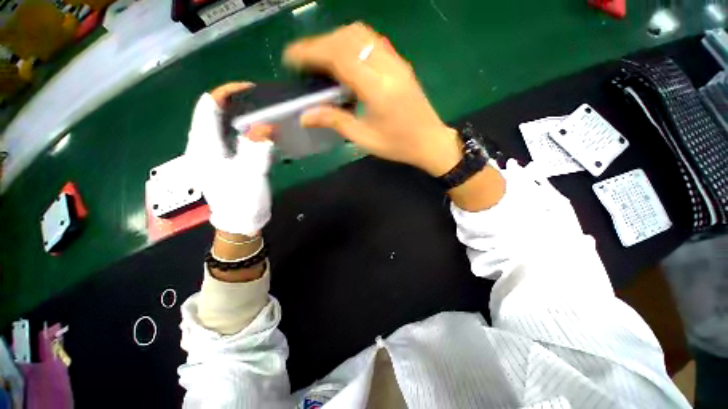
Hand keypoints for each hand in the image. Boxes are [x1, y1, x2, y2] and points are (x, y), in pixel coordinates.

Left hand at [185, 82, 274, 235]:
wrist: (241, 221)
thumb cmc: (243, 200)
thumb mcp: (251, 174)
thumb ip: (257, 148)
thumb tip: (265, 125)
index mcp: (204, 146)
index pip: (208, 107)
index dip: (227, 92)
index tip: (251, 89)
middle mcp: (203, 145)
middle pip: (213, 111)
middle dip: (235, 101)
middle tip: (261, 100)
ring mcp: (212, 152)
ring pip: (222, 122)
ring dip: (240, 113)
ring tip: (261, 111)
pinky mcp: (223, 159)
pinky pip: (230, 135)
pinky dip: (243, 127)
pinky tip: (258, 130)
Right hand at [284, 23, 461, 176]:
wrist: (430, 141)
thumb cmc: (398, 145)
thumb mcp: (365, 139)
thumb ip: (335, 122)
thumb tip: (305, 116)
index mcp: (378, 89)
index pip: (339, 56)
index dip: (311, 52)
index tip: (291, 57)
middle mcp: (388, 67)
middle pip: (348, 38)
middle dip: (320, 44)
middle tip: (304, 61)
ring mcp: (397, 62)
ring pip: (361, 34)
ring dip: (336, 40)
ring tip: (321, 59)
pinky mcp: (400, 63)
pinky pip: (372, 42)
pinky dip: (352, 43)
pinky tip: (345, 59)